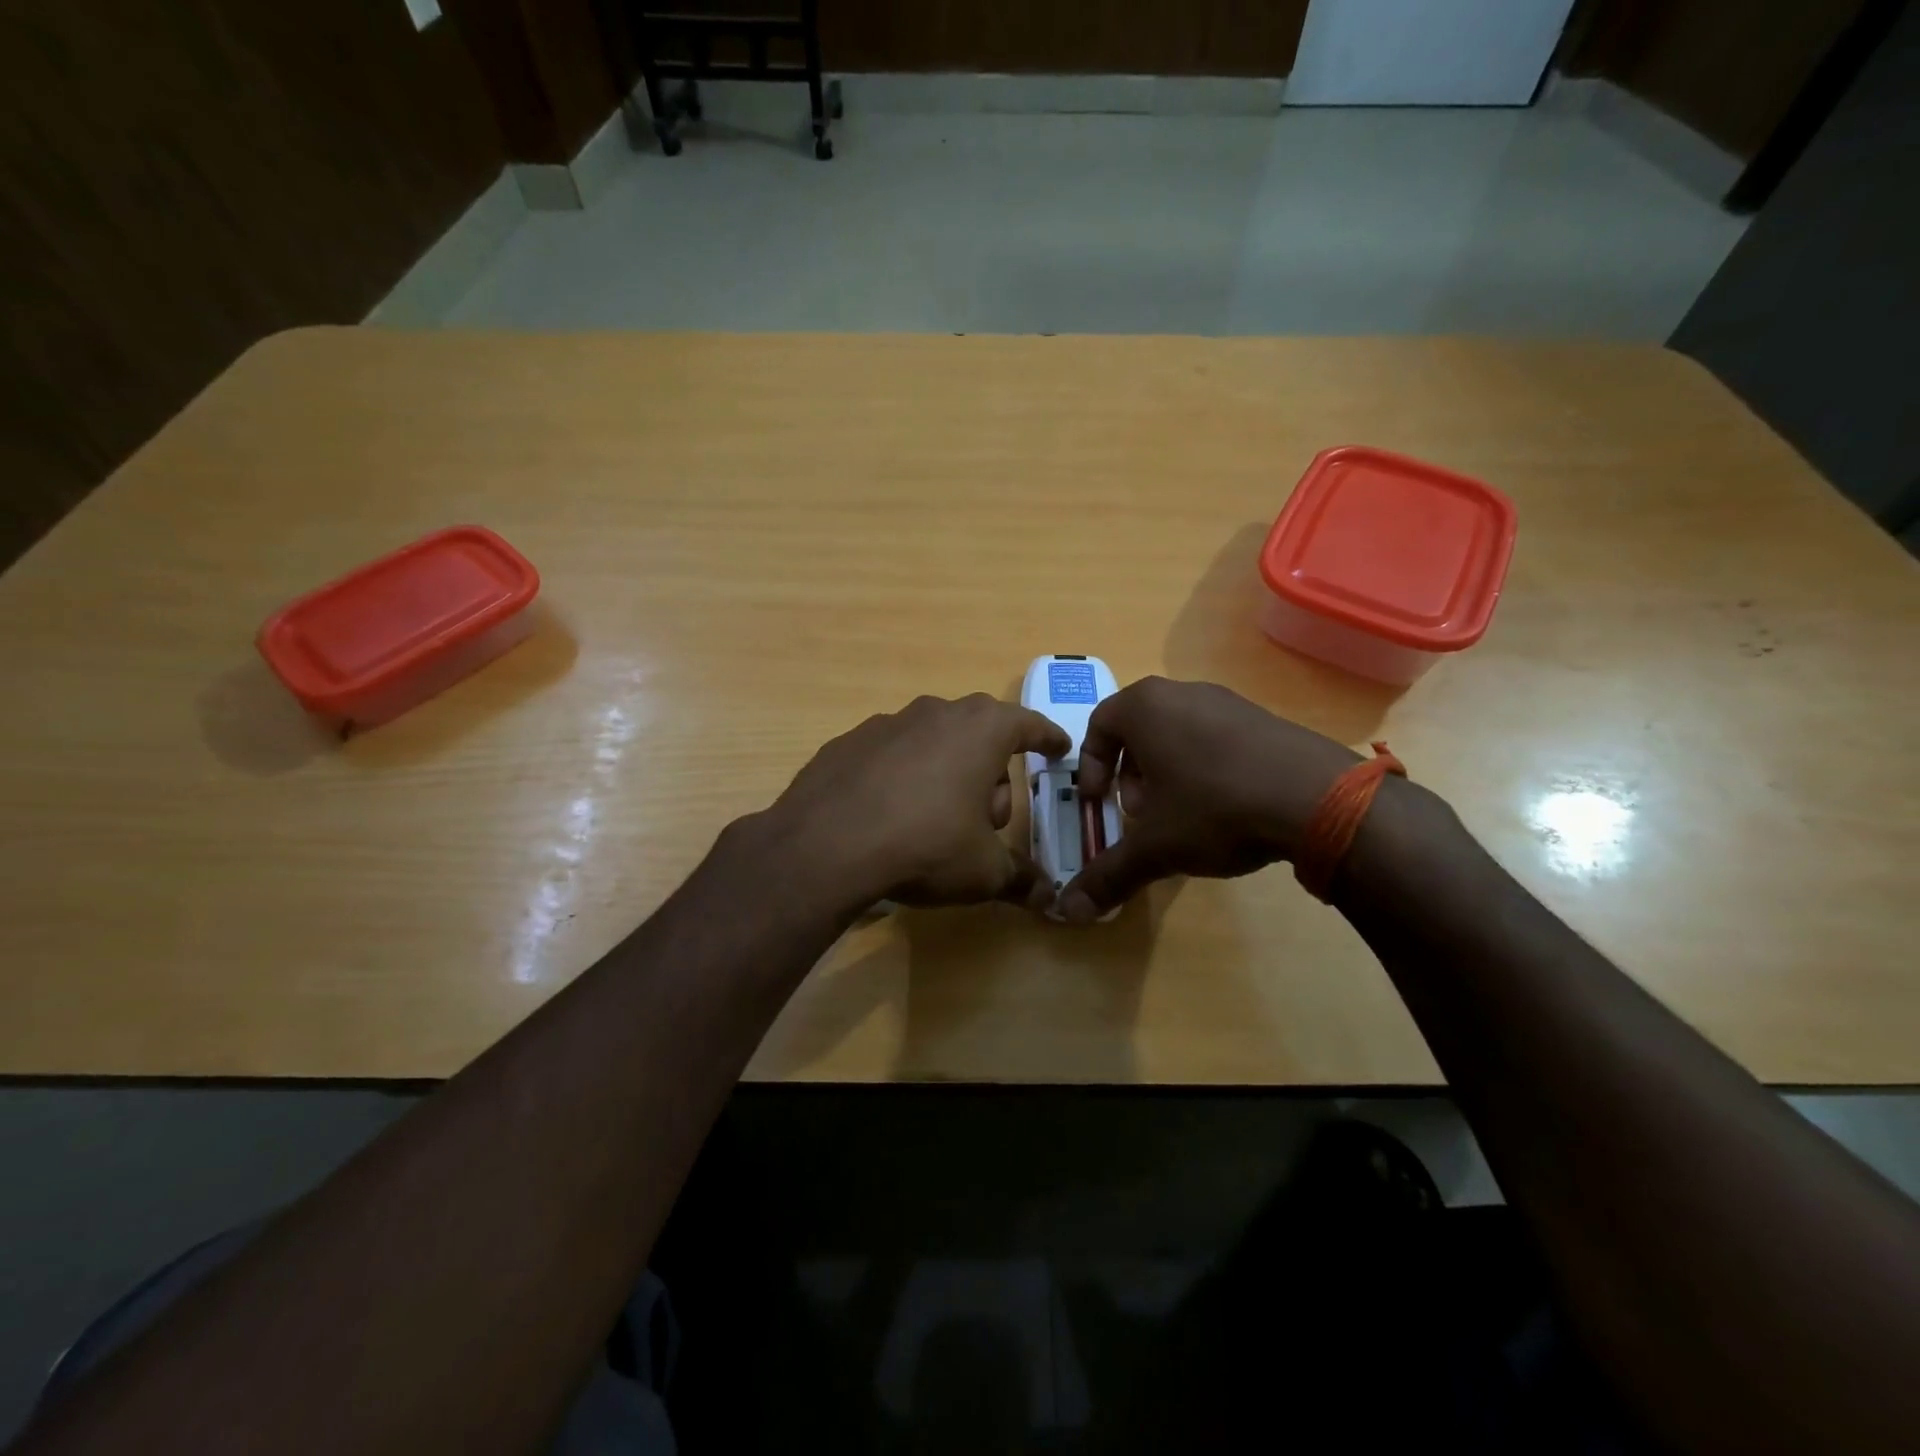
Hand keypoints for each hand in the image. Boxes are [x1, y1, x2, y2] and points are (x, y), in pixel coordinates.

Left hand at [761, 693, 1070, 913]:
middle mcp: (937, 713)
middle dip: (990, 771)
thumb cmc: (926, 846)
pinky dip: (901, 775)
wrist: (826, 845)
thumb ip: (1020, 878)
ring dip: (945, 771)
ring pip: (934, 741)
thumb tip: (1049, 896)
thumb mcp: (983, 871)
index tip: (1057, 749)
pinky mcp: (849, 740)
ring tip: (934, 819)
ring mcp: (888, 722)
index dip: (1048, 739)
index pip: (1029, 725)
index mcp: (982, 730)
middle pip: (979, 734)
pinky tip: (889, 814)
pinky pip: (892, 754)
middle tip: (985, 817)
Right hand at [1056, 677, 1358, 923]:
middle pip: (1138, 730)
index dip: (1092, 767)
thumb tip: (1068, 912)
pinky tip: (1225, 810)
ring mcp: (1228, 701)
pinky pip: (1216, 738)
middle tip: (1141, 814)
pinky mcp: (1264, 718)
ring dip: (1167, 773)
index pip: (1098, 725)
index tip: (1102, 803)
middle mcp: (1182, 692)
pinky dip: (1205, 768)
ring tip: (1182, 817)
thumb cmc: (1216, 808)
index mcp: (1145, 707)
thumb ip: (1108, 875)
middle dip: (1131, 775)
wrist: (1319, 798)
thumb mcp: (1155, 847)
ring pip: (1178, 733)